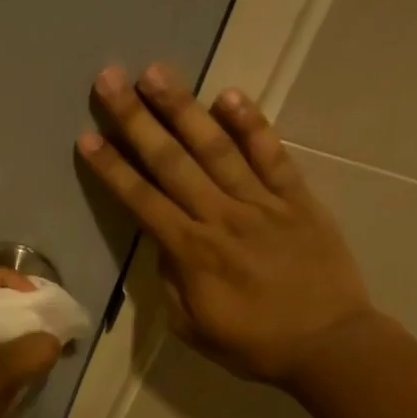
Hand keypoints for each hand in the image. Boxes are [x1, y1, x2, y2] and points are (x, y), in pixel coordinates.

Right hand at [76, 62, 375, 386]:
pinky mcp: (298, 199)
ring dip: (183, 108)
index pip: (142, 201)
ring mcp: (262, 203)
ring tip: (156, 72)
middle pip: (171, 161)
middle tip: (109, 79)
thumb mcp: (194, 329)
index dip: (112, 168)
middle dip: (136, 119)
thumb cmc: (255, 345)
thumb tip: (164, 246)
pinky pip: (272, 155)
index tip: (87, 137)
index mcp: (192, 252)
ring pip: (216, 147)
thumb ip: (171, 284)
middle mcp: (221, 217)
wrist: (329, 345)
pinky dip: (252, 125)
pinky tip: (229, 96)